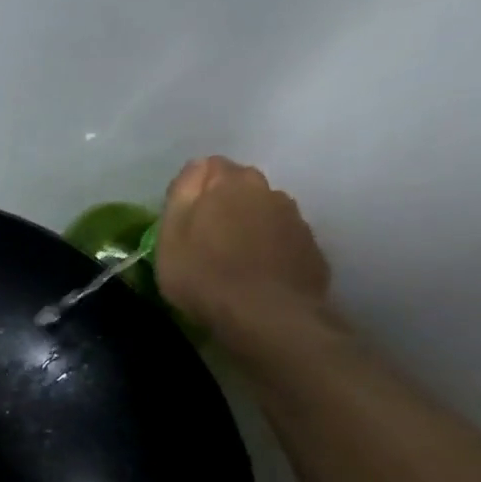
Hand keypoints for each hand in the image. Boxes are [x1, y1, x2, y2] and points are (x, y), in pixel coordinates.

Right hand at [156, 157, 330, 342]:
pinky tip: (255, 272)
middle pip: (241, 186)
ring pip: (264, 211)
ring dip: (248, 224)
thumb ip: (182, 194)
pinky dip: (268, 247)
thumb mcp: (170, 236)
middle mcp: (268, 191)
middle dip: (224, 202)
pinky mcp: (310, 246)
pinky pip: (281, 237)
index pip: (209, 166)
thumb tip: (197, 167)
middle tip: (204, 237)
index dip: (193, 189)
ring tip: (232, 257)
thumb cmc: (204, 275)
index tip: (182, 217)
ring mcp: (294, 218)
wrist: (266, 315)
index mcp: (229, 183)